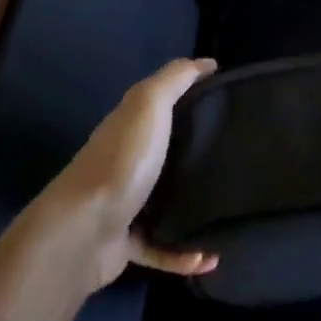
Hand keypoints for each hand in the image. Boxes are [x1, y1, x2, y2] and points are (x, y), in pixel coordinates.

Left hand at [15, 57, 220, 294]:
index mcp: (130, 127)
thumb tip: (207, 63)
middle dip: (196, 155)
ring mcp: (123, 205)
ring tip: (229, 210)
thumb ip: (175, 79)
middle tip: (238, 158)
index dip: (191, 99)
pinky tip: (210, 257)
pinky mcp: (125, 245)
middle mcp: (125, 163)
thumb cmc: (121, 161)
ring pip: (164, 202)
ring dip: (193, 208)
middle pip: (165, 154)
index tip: (228, 103)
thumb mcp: (149, 104)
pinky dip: (185, 253)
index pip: (162, 106)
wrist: (82, 231)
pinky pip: (162, 248)